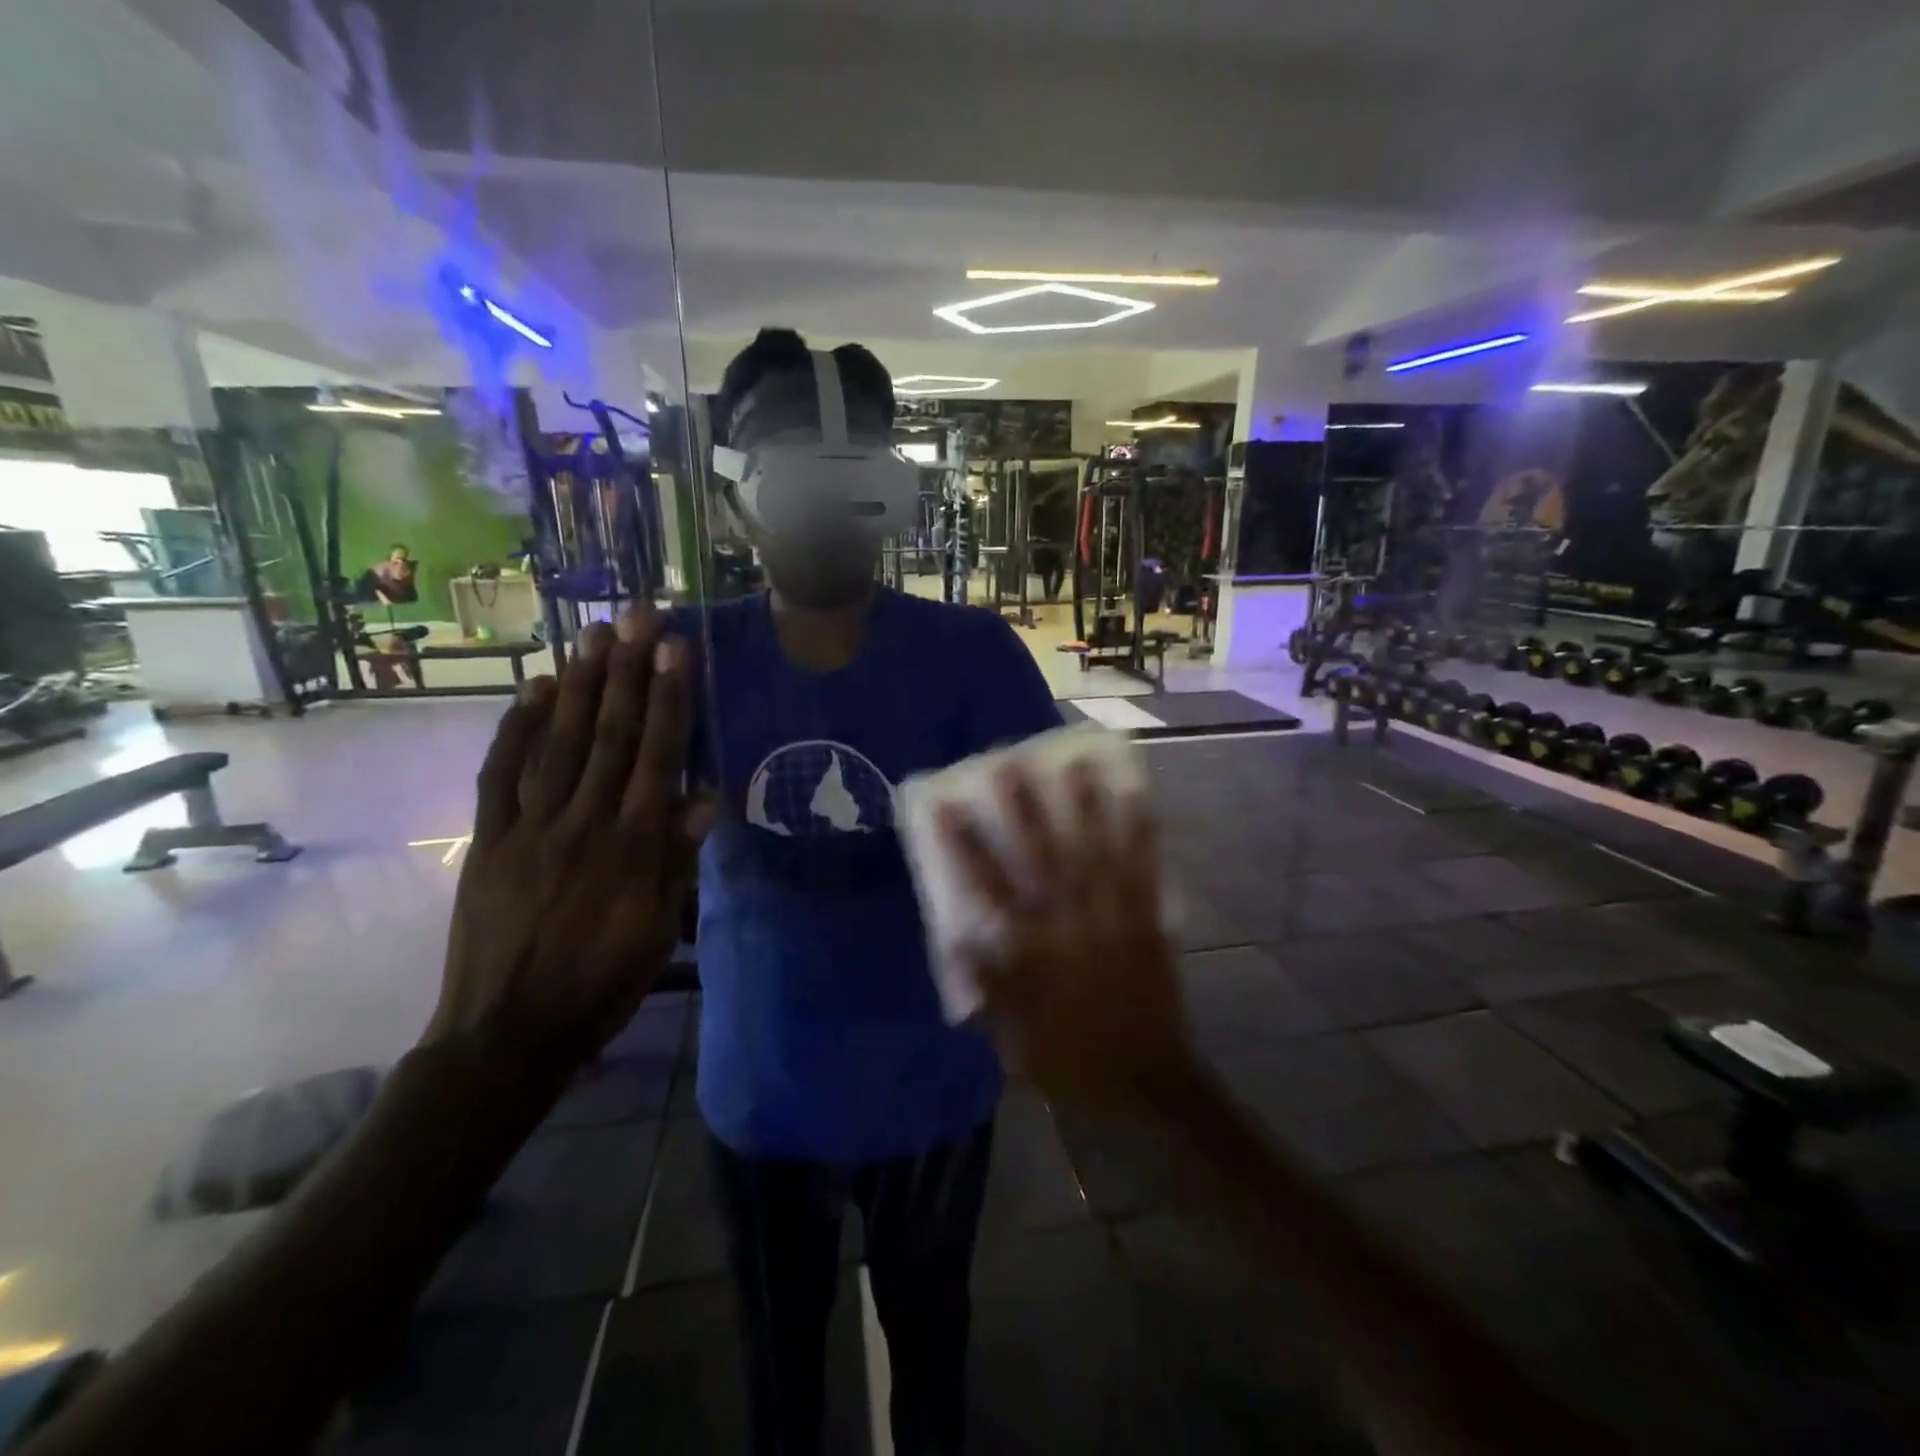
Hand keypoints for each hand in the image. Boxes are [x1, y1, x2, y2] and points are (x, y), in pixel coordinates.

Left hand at [425, 607, 710, 1078]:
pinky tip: (534, 691)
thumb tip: (704, 797)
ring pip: (558, 743)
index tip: (674, 648)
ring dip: (579, 685)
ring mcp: (528, 828)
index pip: (656, 756)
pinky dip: (517, 729)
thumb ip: (678, 859)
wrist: (507, 1034)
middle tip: (635, 616)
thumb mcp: (658, 930)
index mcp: (631, 846)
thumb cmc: (600, 984)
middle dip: (626, 671)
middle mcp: (582, 823)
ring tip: (593, 635)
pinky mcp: (487, 840)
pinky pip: (501, 775)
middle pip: (609, 735)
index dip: (667, 698)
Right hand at [937, 764, 1196, 1118]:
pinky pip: (1144, 872)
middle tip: (1010, 765)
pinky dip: (1141, 835)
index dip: (966, 846)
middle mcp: (1071, 924)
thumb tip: (960, 940)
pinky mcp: (1147, 921)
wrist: (1147, 1082)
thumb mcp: (1014, 1040)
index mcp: (1034, 953)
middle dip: (1024, 809)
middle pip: (1043, 857)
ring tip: (1075, 766)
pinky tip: (1138, 801)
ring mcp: (1113, 918)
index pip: (989, 889)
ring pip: (1096, 854)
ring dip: (1085, 807)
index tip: (948, 808)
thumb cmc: (1072, 1061)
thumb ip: (989, 988)